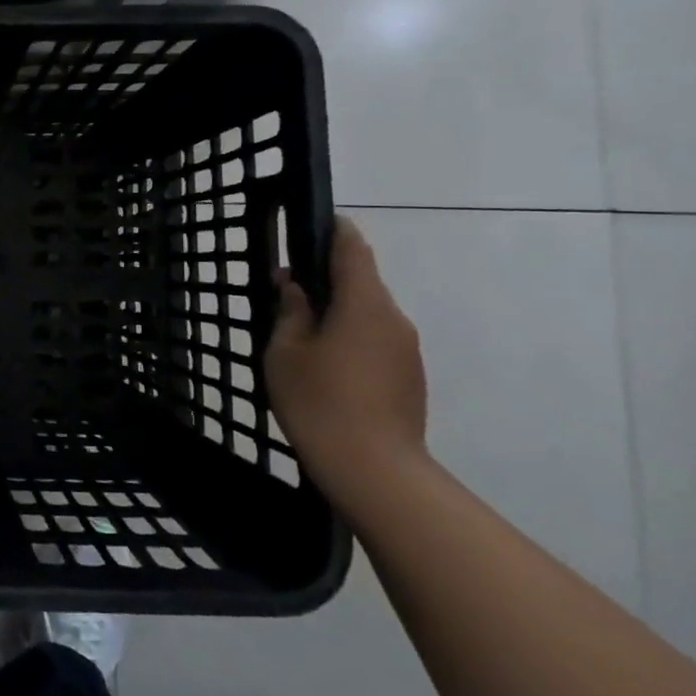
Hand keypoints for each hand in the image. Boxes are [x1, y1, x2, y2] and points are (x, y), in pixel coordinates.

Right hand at [265, 217, 427, 513]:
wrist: (375, 470)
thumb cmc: (319, 401)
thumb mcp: (285, 351)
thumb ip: (291, 312)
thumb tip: (295, 286)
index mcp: (363, 303)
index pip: (353, 249)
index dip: (334, 231)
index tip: (314, 225)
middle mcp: (393, 318)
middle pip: (362, 282)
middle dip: (328, 279)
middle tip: (288, 293)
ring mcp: (407, 349)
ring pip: (369, 314)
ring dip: (340, 312)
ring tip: (302, 335)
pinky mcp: (410, 376)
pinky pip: (378, 340)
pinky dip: (352, 338)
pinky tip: (327, 366)